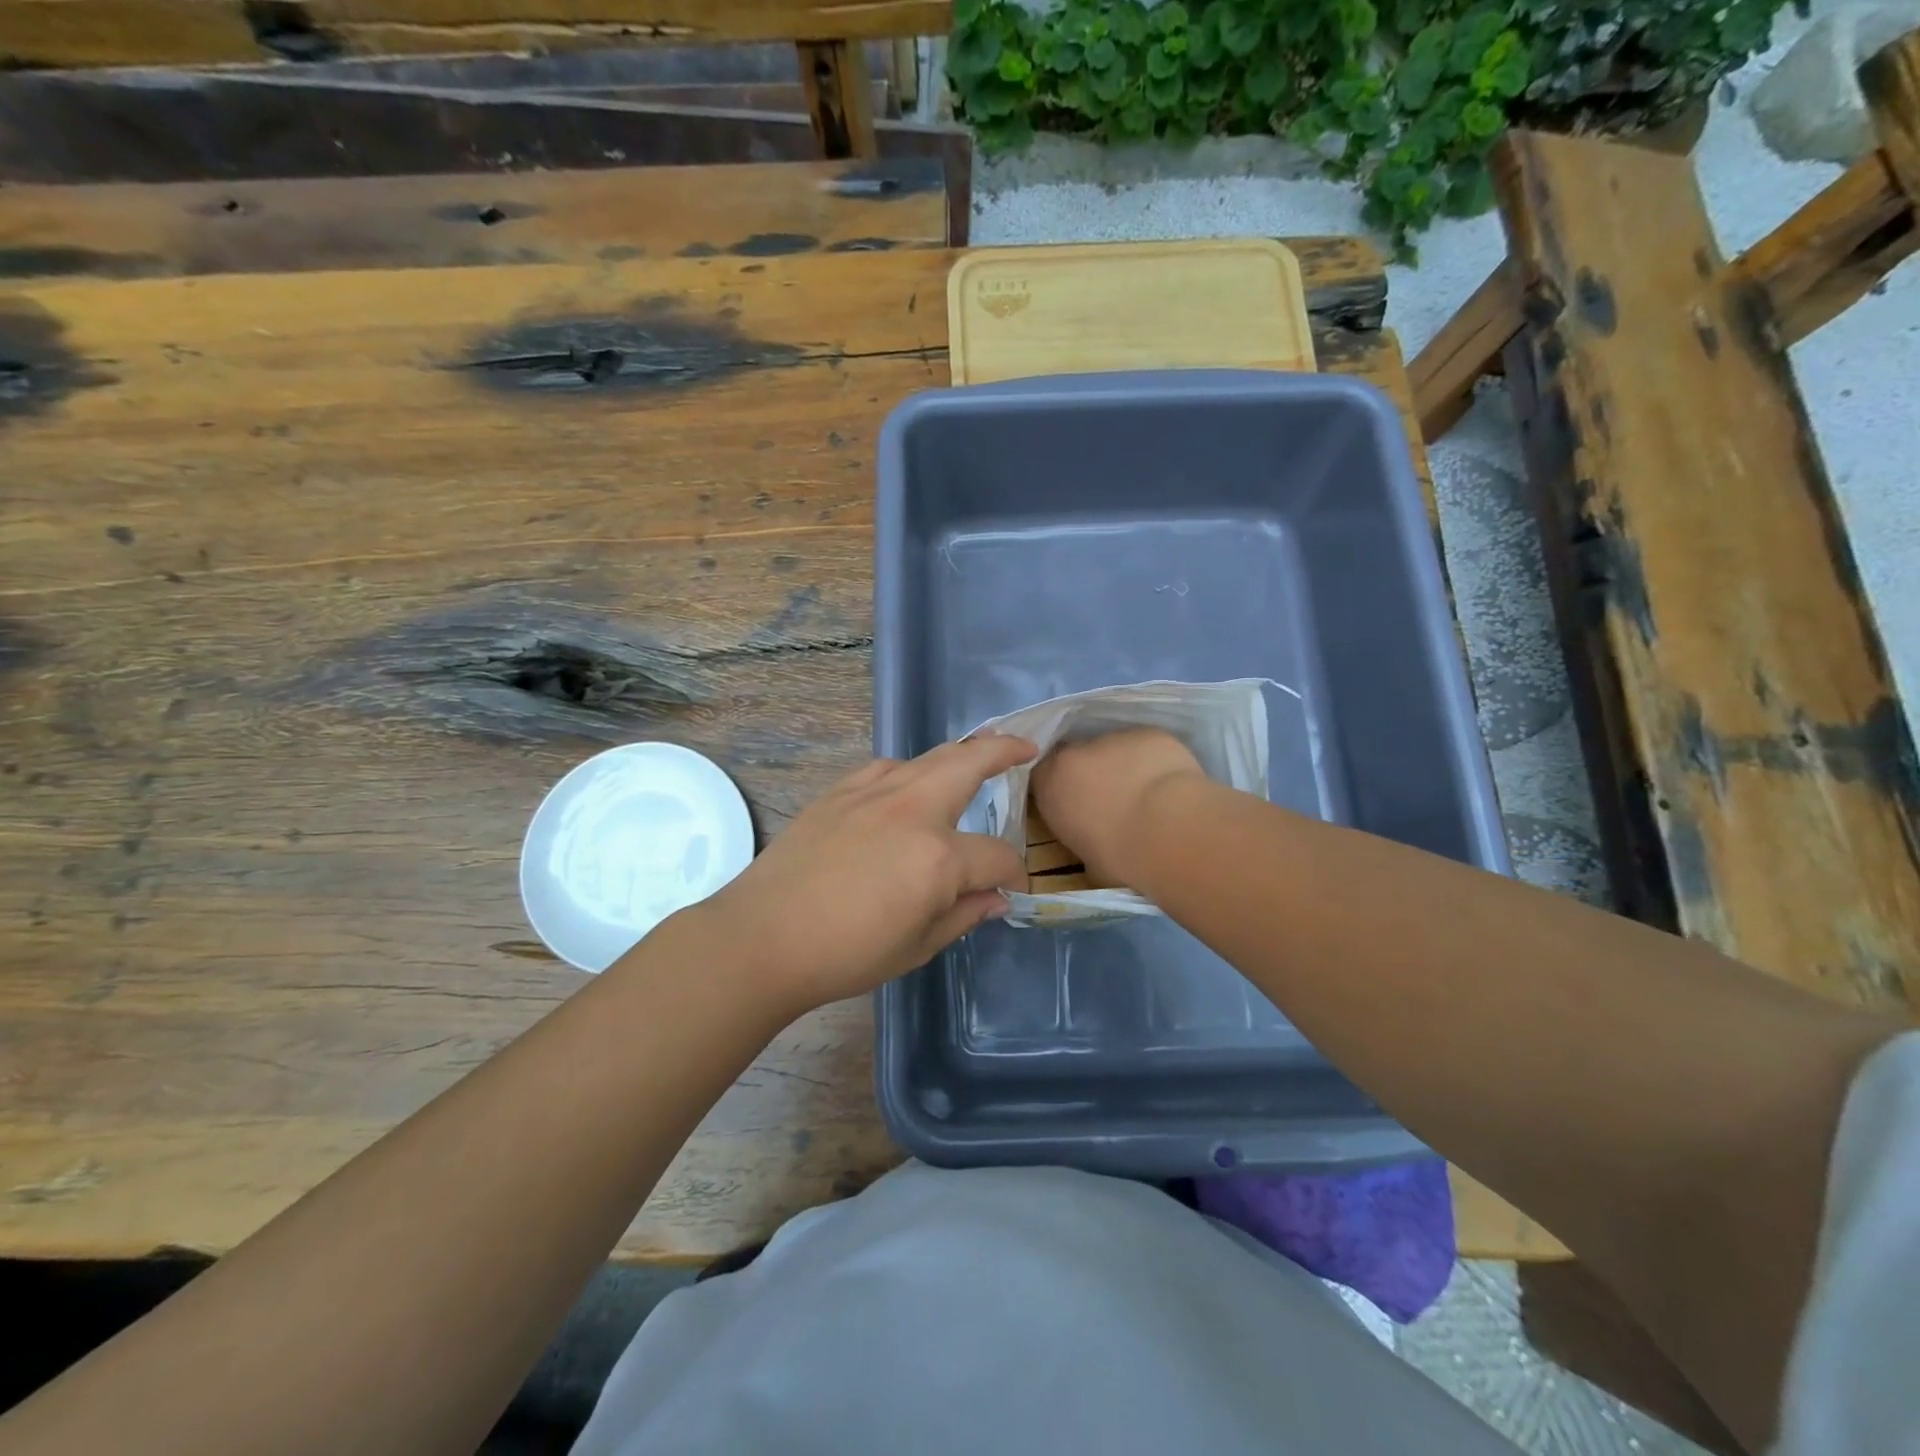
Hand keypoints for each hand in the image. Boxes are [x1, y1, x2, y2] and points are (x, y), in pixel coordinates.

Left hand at [695, 734, 1036, 1012]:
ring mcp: (873, 793)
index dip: (1014, 873)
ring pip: (929, 757)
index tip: (1015, 888)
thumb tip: (997, 898)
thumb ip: (964, 915)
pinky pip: (887, 768)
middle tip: (1024, 748)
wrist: (762, 936)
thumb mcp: (916, 947)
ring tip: (976, 753)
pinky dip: (910, 771)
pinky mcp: (840, 791)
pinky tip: (908, 786)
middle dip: (1004, 751)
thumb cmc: (844, 954)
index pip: (996, 856)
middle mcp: (912, 810)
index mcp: (938, 857)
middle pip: (970, 763)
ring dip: (959, 753)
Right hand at [1030, 729, 1205, 890]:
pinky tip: (1168, 783)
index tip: (1073, 806)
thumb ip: (1082, 839)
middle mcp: (1076, 753)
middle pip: (1077, 757)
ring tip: (1146, 793)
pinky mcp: (1150, 733)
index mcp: (1051, 784)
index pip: (1042, 776)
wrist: (1169, 832)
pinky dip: (1153, 760)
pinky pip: (1146, 746)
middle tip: (1111, 800)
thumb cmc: (1120, 858)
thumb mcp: (1087, 861)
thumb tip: (1094, 842)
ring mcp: (1115, 738)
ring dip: (1123, 766)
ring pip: (1114, 749)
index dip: (1059, 789)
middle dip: (1090, 773)